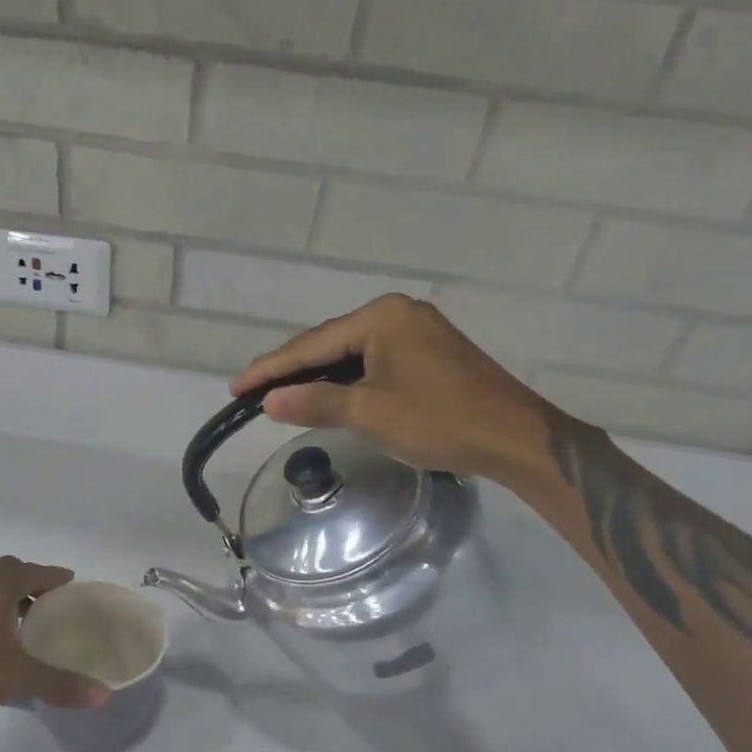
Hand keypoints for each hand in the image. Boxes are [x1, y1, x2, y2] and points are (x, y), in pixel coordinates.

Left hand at [0, 557, 110, 723]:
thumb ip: (59, 684)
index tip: (72, 583)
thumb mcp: (16, 678)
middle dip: (31, 583)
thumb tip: (104, 696)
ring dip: (7, 598)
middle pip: (7, 572)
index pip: (33, 570)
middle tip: (51, 604)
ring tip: (26, 623)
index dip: (54, 576)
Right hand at [231, 294, 559, 480]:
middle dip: (292, 370)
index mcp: (382, 317)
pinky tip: (329, 395)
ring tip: (281, 396)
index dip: (271, 368)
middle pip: (330, 343)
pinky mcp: (429, 353)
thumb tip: (270, 401)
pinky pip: (373, 362)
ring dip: (318, 377)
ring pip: (352, 354)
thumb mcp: (371, 413)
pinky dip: (347, 380)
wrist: (515, 438)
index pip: (312, 344)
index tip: (236, 388)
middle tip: (252, 393)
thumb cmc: (441, 421)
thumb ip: (317, 402)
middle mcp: (398, 313)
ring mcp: (417, 331)